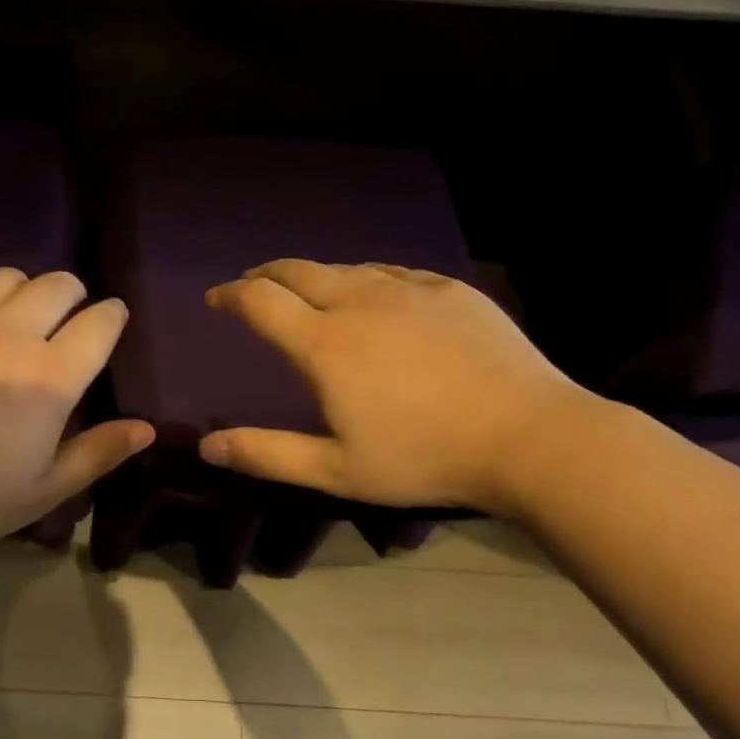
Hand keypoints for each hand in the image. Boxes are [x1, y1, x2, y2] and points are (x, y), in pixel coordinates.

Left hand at [0, 269, 153, 549]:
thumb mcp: (38, 492)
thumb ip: (97, 454)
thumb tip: (146, 428)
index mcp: (49, 376)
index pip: (100, 324)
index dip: (112, 317)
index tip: (110, 322)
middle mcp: (9, 331)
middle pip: (58, 284)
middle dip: (72, 295)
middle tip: (63, 320)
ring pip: (6, 275)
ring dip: (22, 289)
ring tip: (12, 315)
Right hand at [199, 260, 591, 514]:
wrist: (531, 437)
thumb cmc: (424, 458)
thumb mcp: (337, 470)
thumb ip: (266, 454)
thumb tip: (207, 445)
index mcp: (325, 342)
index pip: (260, 300)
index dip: (230, 295)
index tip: (216, 299)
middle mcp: (360, 301)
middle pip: (297, 270)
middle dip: (265, 274)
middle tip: (252, 285)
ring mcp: (409, 290)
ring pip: (346, 268)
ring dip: (315, 277)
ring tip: (309, 292)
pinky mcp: (450, 290)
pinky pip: (393, 273)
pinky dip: (367, 280)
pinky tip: (377, 296)